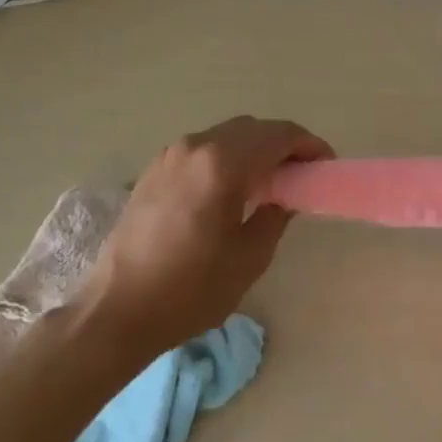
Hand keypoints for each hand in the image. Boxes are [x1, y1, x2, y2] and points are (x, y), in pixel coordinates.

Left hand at [79, 116, 332, 358]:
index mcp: (223, 164)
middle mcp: (196, 147)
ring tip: (270, 181)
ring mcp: (170, 156)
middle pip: (253, 129)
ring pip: (226, 136)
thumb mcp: (250, 257)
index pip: (279, 135)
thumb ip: (276, 214)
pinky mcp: (154, 171)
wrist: (115, 312)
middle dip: (283, 144)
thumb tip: (286, 196)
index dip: (309, 145)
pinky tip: (232, 188)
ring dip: (254, 149)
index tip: (325, 164)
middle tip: (302, 173)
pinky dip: (227, 157)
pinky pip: (203, 149)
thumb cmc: (190, 289)